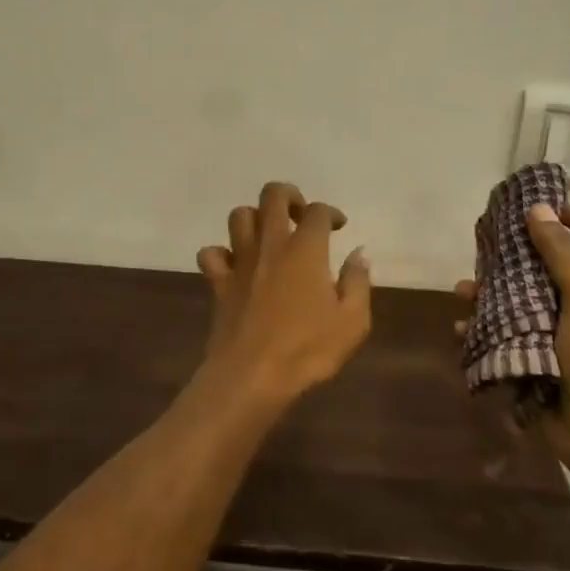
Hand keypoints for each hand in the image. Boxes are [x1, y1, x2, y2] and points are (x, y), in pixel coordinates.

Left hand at [196, 181, 372, 401]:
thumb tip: (358, 253)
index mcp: (306, 250)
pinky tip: (235, 266)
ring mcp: (240, 261)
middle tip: (300, 215)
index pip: (318, 211)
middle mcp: (271, 245)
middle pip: (272, 196)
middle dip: (289, 195)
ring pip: (239, 216)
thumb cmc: (307, 349)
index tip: (338, 227)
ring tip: (269, 235)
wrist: (252, 375)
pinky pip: (211, 254)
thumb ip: (358, 282)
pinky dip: (221, 253)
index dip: (331, 213)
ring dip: (254, 218)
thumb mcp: (352, 321)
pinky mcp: (219, 282)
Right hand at [456, 204, 569, 478]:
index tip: (553, 212)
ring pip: (517, 303)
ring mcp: (554, 336)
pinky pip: (500, 338)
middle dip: (518, 257)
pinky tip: (462, 329)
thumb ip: (561, 252)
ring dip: (489, 295)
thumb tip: (538, 209)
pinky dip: (479, 332)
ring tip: (463, 291)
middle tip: (489, 247)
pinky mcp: (531, 361)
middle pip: (550, 269)